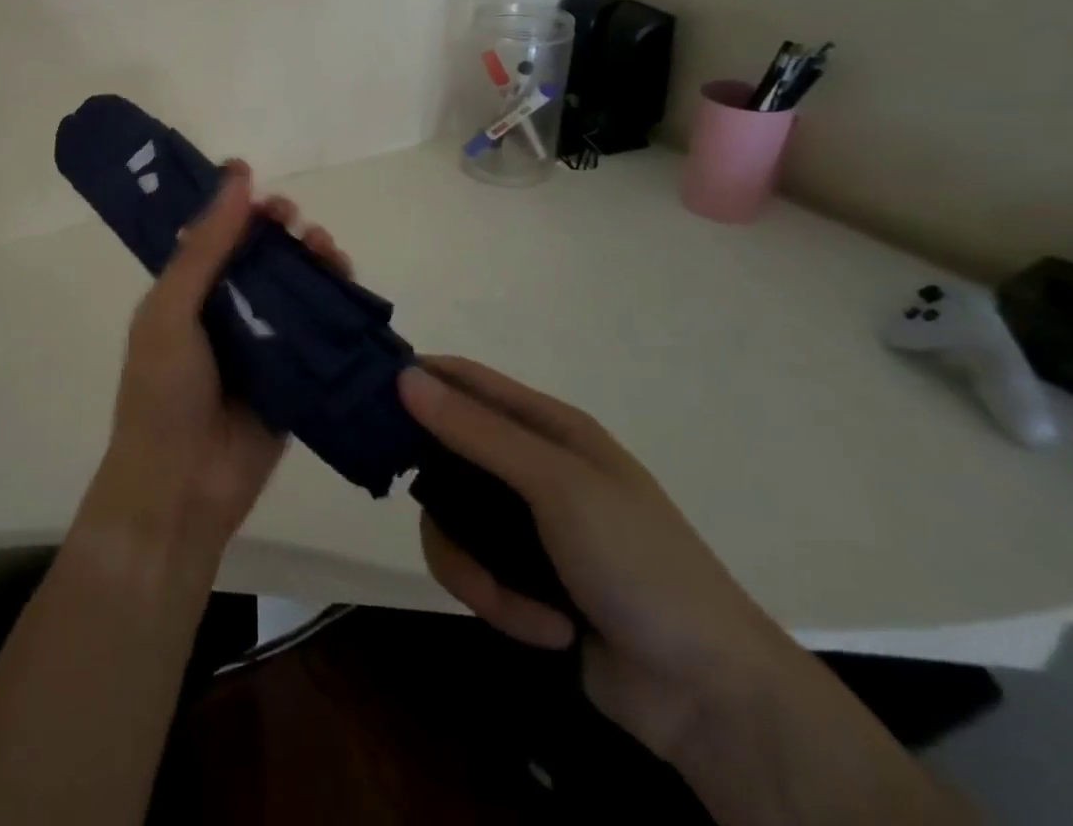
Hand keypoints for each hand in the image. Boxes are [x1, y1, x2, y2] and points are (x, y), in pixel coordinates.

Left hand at [89, 160, 351, 555]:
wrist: (183, 487)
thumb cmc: (163, 391)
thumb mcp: (171, 309)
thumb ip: (205, 246)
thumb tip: (238, 175)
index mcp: (188, 291)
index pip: (218, 235)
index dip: (241, 209)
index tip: (264, 191)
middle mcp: (226, 309)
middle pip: (264, 255)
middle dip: (284, 231)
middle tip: (297, 223)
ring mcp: (263, 341)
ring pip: (296, 285)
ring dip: (313, 259)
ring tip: (325, 249)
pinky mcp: (295, 371)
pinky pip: (319, 328)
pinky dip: (335, 301)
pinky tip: (345, 283)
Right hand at [397, 358, 803, 761]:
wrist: (709, 696)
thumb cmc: (638, 563)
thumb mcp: (557, 485)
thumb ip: (478, 432)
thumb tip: (404, 376)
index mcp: (548, 428)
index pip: (467, 380)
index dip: (418, 377)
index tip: (363, 392)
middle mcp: (532, 468)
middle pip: (447, 453)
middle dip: (432, 486)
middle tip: (402, 500)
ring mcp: (526, 526)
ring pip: (450, 520)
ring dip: (470, 564)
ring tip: (507, 598)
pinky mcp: (522, 580)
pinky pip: (473, 571)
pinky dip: (497, 601)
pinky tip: (541, 628)